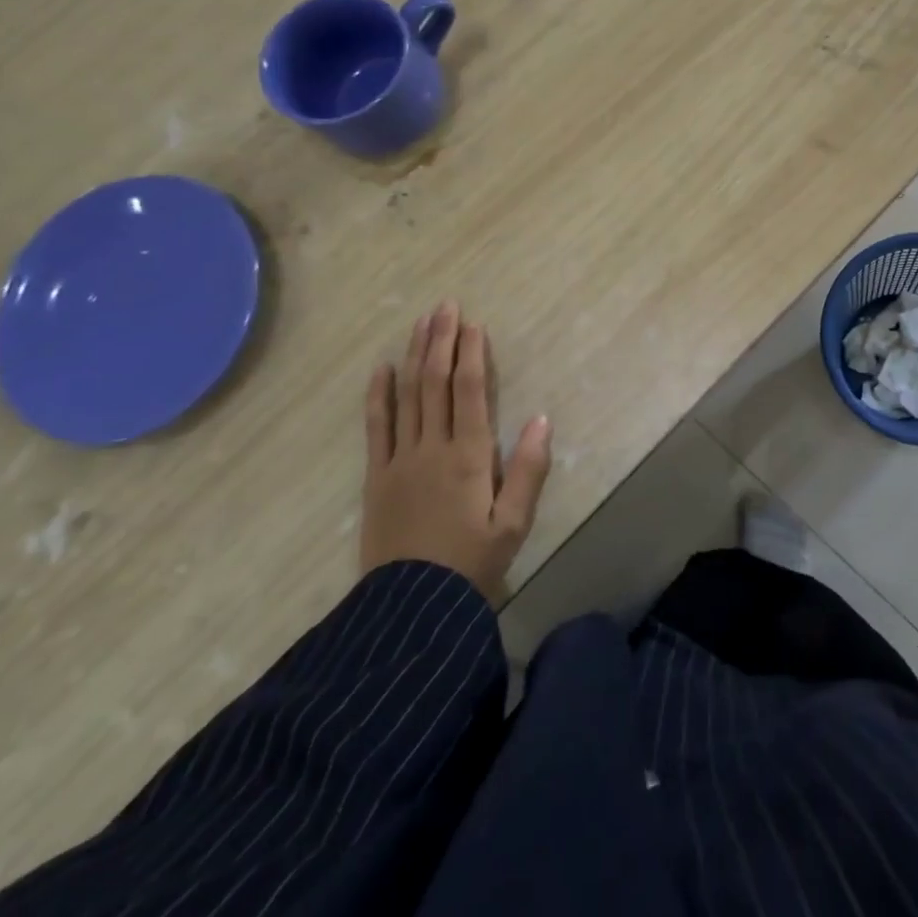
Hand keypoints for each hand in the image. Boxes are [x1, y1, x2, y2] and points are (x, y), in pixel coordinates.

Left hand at [360, 302, 551, 597]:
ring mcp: (399, 459)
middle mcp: (432, 447)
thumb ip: (528, 470)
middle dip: (442, 341)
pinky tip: (381, 368)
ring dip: (416, 355)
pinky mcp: (377, 476)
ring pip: (408, 395)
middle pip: (436, 382)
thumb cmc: (470, 564)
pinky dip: (378, 395)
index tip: (473, 324)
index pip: (471, 391)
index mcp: (469, 456)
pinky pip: (377, 427)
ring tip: (421, 322)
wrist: (410, 610)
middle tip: (445, 305)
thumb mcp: (512, 524)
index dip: (472, 354)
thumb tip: (540, 419)